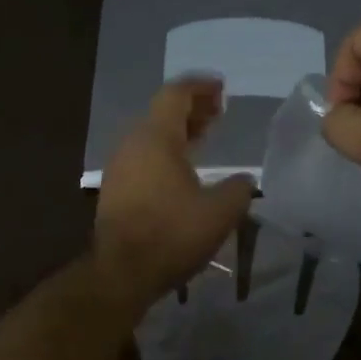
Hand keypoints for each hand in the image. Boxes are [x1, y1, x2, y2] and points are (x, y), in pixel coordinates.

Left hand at [93, 79, 256, 308]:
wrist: (122, 272)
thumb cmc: (172, 233)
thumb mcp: (220, 211)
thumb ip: (238, 189)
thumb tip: (244, 181)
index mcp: (156, 137)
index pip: (176, 94)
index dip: (201, 86)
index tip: (222, 87)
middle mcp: (133, 144)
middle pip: (162, 113)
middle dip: (192, 108)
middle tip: (219, 111)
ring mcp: (120, 167)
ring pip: (152, 136)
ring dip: (180, 131)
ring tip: (205, 136)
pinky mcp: (116, 190)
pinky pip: (145, 157)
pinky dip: (167, 152)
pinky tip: (184, 169)